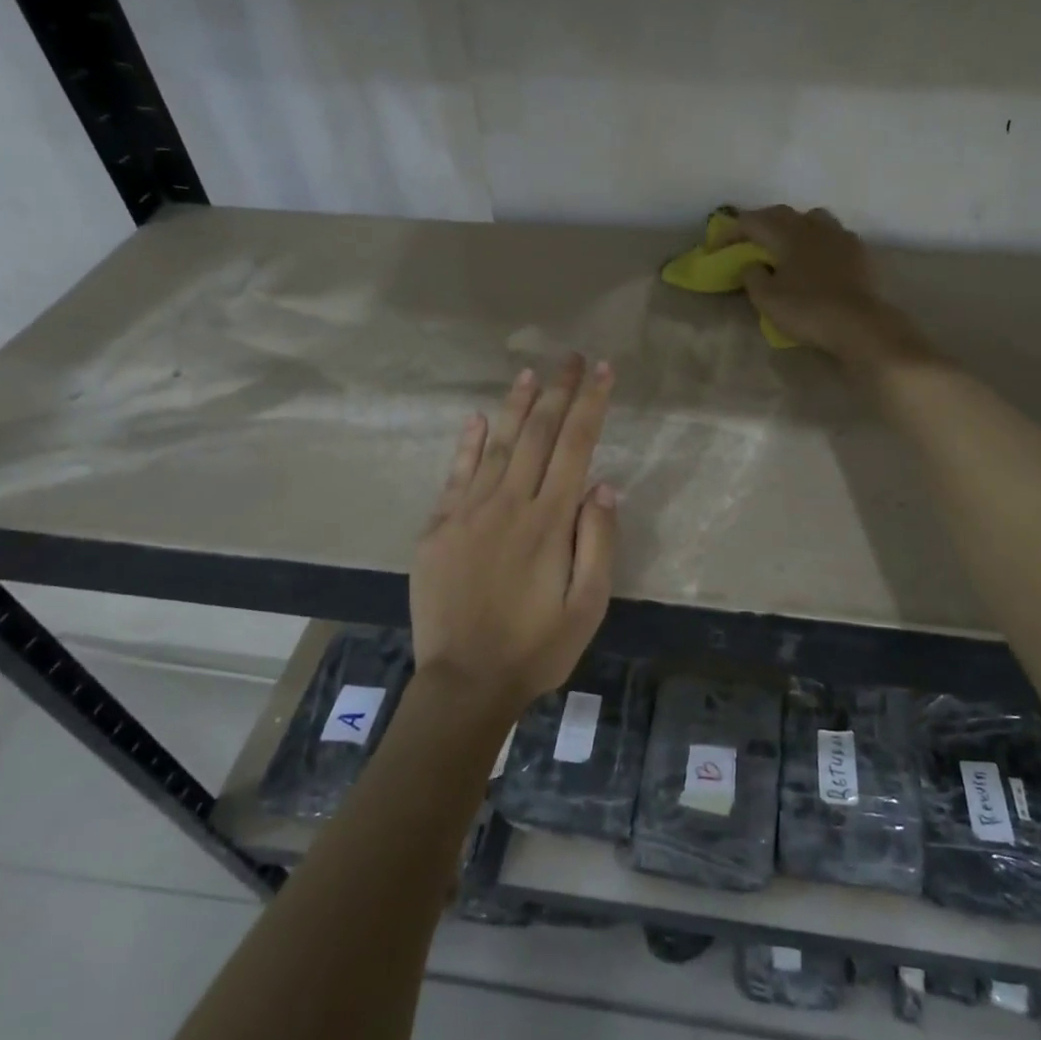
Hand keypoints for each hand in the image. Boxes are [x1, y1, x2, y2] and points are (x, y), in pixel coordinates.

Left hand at [410, 354, 618, 710]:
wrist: (465, 682)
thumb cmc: (536, 647)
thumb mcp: (588, 606)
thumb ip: (597, 541)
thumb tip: (603, 485)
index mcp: (549, 521)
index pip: (576, 447)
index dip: (590, 404)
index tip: (601, 370)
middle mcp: (509, 504)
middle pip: (538, 434)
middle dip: (558, 392)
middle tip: (571, 357)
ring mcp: (467, 512)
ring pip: (497, 445)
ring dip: (517, 406)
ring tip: (531, 373)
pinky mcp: (437, 528)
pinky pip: (456, 474)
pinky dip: (469, 443)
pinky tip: (479, 418)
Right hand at [713, 205, 931, 366]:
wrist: (860, 324)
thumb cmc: (808, 310)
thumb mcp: (767, 300)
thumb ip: (753, 277)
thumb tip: (752, 264)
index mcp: (787, 234)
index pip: (752, 222)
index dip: (730, 232)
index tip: (715, 246)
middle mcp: (813, 226)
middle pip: (781, 214)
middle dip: (760, 223)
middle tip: (746, 238)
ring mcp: (839, 236)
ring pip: (811, 218)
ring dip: (793, 225)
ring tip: (785, 242)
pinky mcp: (857, 251)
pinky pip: (832, 234)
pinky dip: (817, 239)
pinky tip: (817, 255)